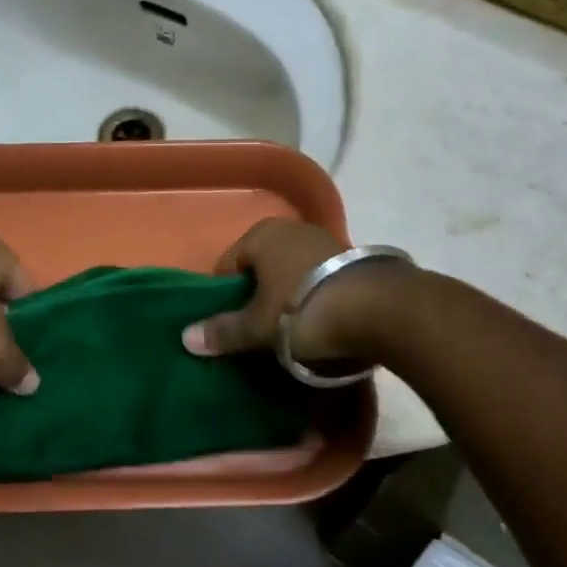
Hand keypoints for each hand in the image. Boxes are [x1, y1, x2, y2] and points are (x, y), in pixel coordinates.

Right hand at [181, 220, 402, 365]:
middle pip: (262, 267)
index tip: (232, 328)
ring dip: (288, 297)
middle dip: (258, 297)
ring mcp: (325, 240)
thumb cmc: (304, 311)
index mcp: (261, 235)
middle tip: (259, 332)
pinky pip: (319, 279)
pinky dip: (315, 298)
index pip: (228, 265)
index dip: (225, 298)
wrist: (381, 310)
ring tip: (291, 332)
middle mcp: (291, 229)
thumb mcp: (259, 328)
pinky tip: (321, 323)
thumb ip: (223, 332)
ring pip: (292, 273)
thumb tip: (185, 337)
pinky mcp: (353, 258)